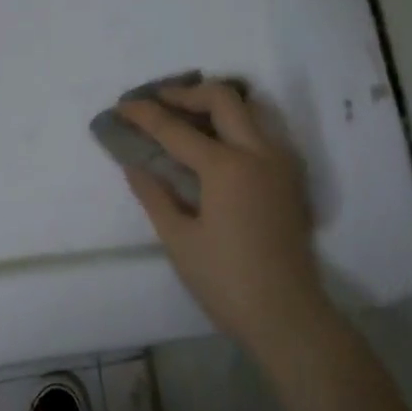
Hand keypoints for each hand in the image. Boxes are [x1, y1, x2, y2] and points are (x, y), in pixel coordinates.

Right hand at [118, 82, 328, 353]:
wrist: (287, 316)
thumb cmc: (226, 281)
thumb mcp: (179, 240)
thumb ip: (154, 194)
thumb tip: (133, 164)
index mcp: (227, 168)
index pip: (176, 129)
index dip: (144, 115)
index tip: (120, 106)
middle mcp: (259, 153)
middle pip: (223, 98)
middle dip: (185, 93)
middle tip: (157, 102)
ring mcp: (281, 163)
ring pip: (250, 110)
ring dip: (215, 104)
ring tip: (185, 115)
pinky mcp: (291, 178)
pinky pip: (263, 132)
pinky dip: (236, 124)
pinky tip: (215, 145)